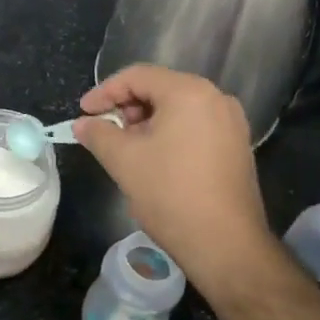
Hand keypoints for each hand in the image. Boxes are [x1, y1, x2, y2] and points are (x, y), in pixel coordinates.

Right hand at [72, 65, 273, 292]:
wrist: (225, 243)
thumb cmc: (170, 193)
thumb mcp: (123, 160)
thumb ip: (98, 134)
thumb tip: (82, 124)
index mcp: (189, 92)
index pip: (138, 76)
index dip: (105, 92)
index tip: (83, 113)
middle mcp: (216, 98)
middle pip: (160, 89)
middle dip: (127, 107)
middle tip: (105, 132)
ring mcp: (231, 123)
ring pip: (178, 109)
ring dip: (147, 122)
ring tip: (126, 148)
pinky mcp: (237, 146)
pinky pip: (195, 126)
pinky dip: (169, 134)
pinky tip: (154, 159)